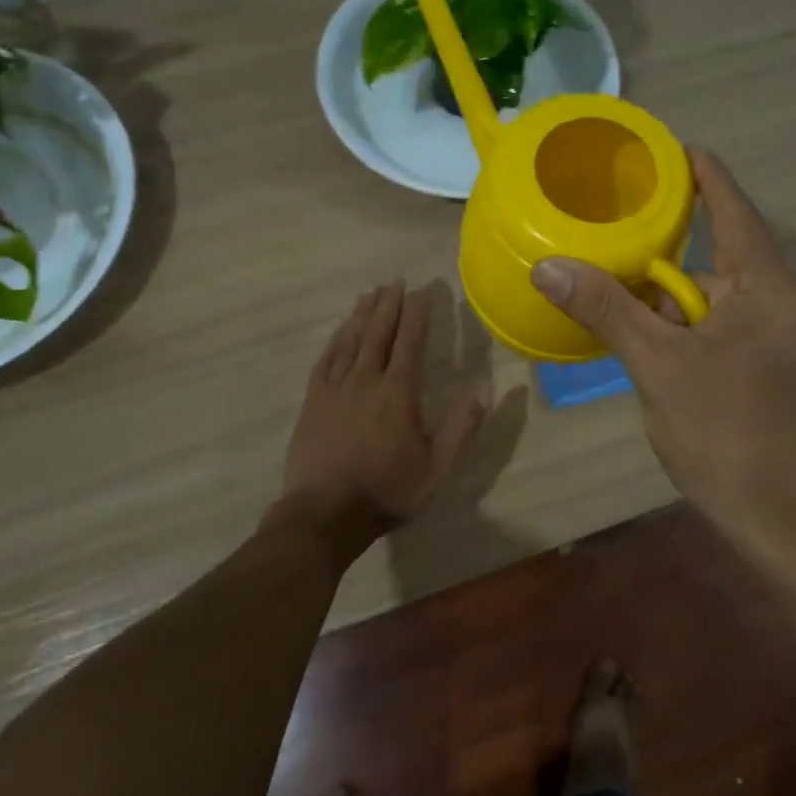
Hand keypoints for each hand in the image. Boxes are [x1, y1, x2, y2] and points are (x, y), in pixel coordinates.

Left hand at [283, 281, 485, 540]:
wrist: (325, 514)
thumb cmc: (387, 491)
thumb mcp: (436, 468)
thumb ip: (461, 428)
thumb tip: (483, 389)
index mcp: (398, 393)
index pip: (410, 341)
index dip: (418, 313)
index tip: (424, 289)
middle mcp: (366, 380)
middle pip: (378, 332)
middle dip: (389, 304)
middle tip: (396, 281)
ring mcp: (335, 388)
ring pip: (350, 340)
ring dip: (362, 314)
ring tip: (370, 293)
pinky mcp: (312, 401)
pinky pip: (325, 359)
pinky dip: (335, 339)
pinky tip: (339, 331)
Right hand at [531, 150, 795, 534]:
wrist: (775, 517)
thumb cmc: (725, 432)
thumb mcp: (659, 365)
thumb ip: (607, 309)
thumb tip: (548, 264)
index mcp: (767, 286)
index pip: (734, 208)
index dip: (703, 173)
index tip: (667, 146)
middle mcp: (775, 301)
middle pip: (716, 249)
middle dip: (666, 236)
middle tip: (613, 211)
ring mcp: (768, 336)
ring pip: (706, 293)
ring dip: (663, 287)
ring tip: (610, 264)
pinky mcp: (756, 365)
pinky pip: (709, 323)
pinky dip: (673, 319)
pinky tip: (634, 323)